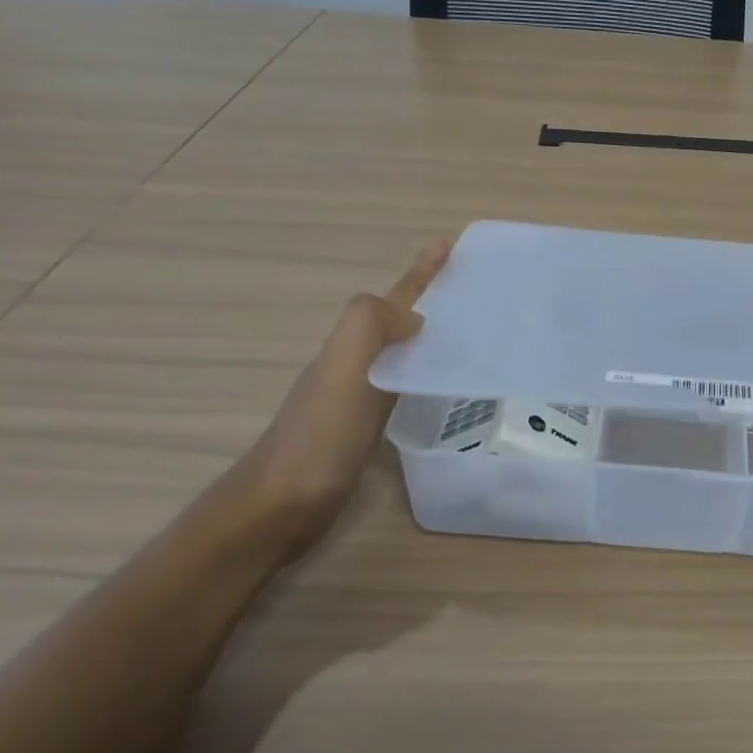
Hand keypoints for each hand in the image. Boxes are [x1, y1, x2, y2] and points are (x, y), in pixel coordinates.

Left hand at [237, 240, 451, 560]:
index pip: (393, 298)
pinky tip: (441, 387)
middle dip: (431, 298)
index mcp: (352, 344)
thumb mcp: (342, 370)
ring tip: (469, 334)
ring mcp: (358, 396)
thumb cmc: (317, 439)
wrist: (279, 508)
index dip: (422, 272)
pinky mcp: (365, 428)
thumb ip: (369, 327)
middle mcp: (354, 363)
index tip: (451, 244)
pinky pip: (402, 385)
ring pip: (401, 352)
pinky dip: (424, 374)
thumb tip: (415, 319)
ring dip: (430, 336)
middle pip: (397, 320)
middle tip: (474, 292)